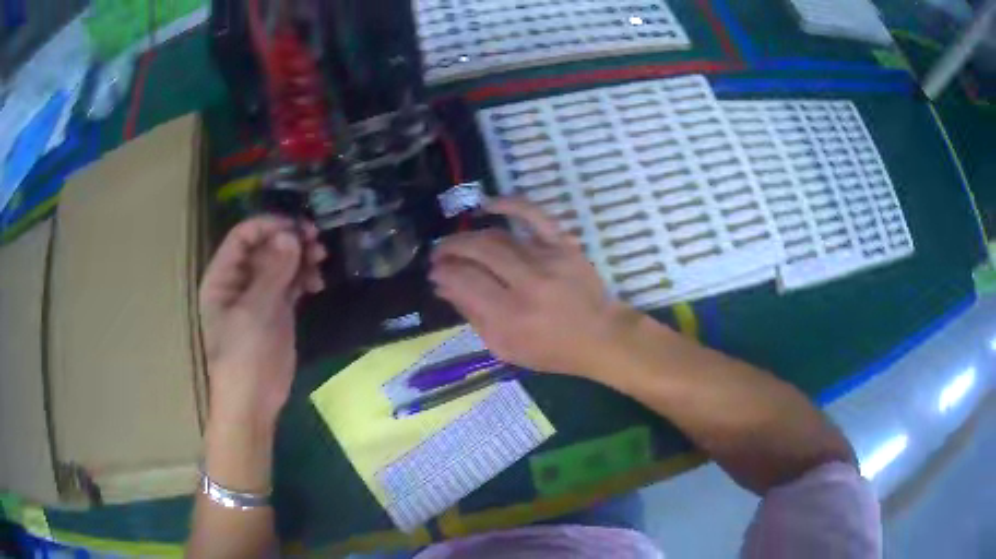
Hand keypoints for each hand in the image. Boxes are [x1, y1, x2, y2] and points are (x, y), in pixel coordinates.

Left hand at [199, 216, 326, 425]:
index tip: (298, 227)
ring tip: (321, 259)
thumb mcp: (255, 312)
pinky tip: (317, 282)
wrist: (253, 402)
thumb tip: (290, 235)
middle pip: (265, 247)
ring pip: (281, 263)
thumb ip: (273, 272)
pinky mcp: (276, 310)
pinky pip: (291, 283)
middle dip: (290, 240)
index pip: (243, 236)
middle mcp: (239, 280)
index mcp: (223, 276)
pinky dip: (304, 278)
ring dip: (301, 257)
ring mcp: (259, 295)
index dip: (270, 226)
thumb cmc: (243, 356)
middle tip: (317, 241)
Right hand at [430, 198, 637, 377]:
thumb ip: (473, 316)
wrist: (600, 336)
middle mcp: (527, 284)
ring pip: (498, 236)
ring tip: (455, 241)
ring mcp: (548, 259)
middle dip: (450, 250)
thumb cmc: (551, 350)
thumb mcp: (505, 347)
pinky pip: (534, 214)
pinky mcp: (564, 244)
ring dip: (469, 235)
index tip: (435, 273)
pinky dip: (509, 203)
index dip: (444, 273)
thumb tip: (444, 287)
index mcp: (511, 316)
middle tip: (438, 254)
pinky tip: (487, 206)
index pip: (465, 282)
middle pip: (478, 252)